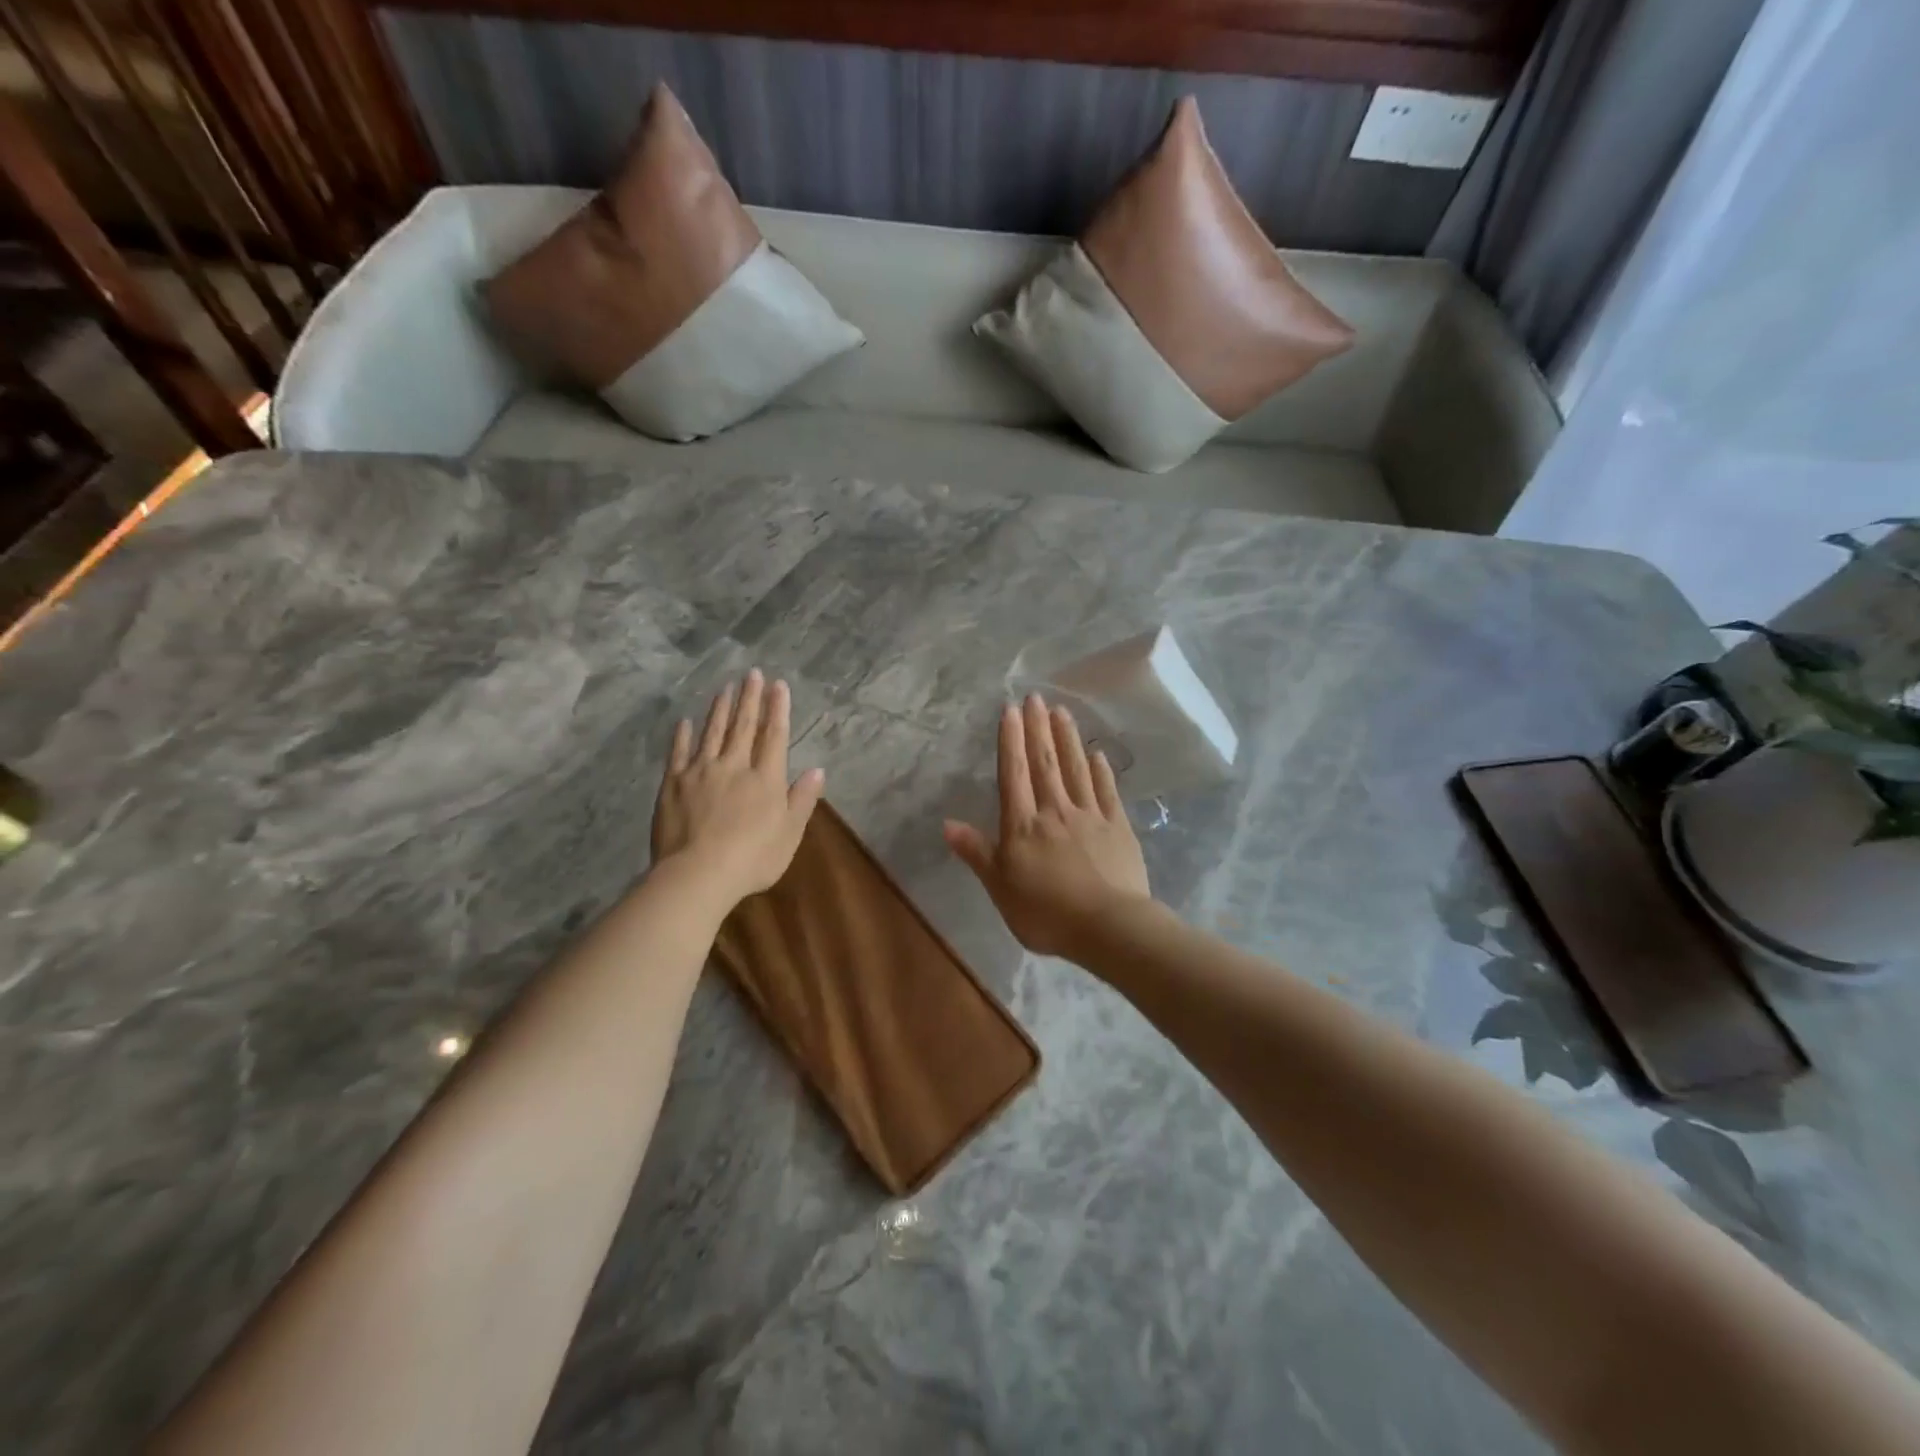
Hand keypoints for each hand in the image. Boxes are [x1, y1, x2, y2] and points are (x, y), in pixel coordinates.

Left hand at [651, 670, 824, 908]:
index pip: (774, 735)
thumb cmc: (753, 858)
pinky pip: (679, 753)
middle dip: (749, 698)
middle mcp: (734, 766)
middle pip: (743, 726)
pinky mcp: (673, 784)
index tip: (778, 685)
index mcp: (765, 778)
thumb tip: (817, 770)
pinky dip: (683, 735)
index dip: (777, 708)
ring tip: (725, 687)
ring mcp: (700, 772)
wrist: (698, 874)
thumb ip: (802, 799)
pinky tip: (686, 722)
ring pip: (712, 732)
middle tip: (752, 673)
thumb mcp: (789, 834)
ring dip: (720, 708)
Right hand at [944, 694, 1150, 958]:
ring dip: (1067, 739)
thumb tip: (947, 823)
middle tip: (1035, 697)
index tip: (1010, 710)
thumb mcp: (1000, 888)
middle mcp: (1055, 811)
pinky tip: (1097, 754)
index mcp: (1023, 826)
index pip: (1014, 774)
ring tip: (1062, 711)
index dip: (1011, 741)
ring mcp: (1090, 816)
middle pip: (1045, 763)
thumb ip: (977, 852)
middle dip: (1038, 728)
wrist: (1108, 927)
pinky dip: (1101, 770)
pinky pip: (1107, 791)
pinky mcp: (1118, 827)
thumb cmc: (1046, 913)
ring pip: (1076, 769)